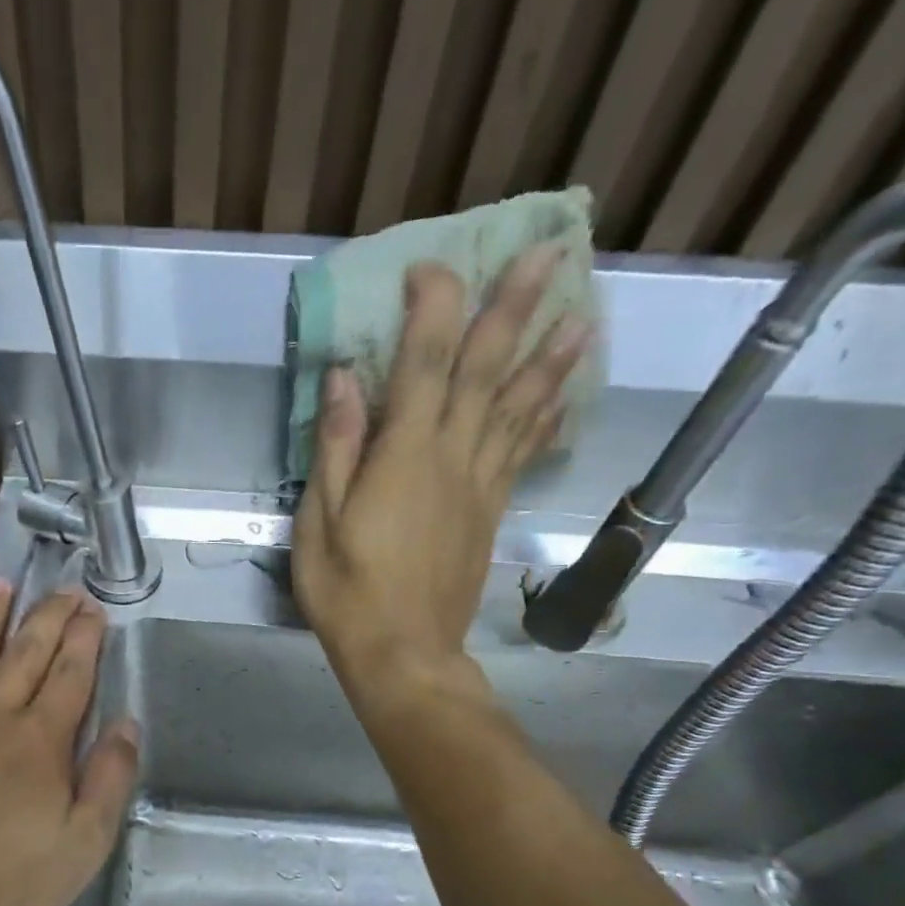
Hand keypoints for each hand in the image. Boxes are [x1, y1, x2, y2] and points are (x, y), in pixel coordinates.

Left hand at [0, 581, 140, 905]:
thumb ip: (109, 780)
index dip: (85, 638)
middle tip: (63, 588)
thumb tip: (127, 724)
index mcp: (40, 741)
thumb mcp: (82, 846)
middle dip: (48, 616)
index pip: (70, 675)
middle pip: (25, 653)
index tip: (93, 607)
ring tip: (0, 583)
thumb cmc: (4, 885)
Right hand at [292, 248, 590, 704]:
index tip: (431, 268)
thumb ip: (335, 448)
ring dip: (551, 359)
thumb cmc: (347, 592)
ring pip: (520, 409)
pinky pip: (522, 454)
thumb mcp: (319, 523)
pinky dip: (543, 420)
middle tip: (551, 253)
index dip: (433, 308)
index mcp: (404, 456)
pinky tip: (560, 399)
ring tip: (585, 315)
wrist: (403, 652)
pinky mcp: (490, 512)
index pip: (426, 364)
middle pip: (487, 372)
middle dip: (516, 309)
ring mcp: (478, 485)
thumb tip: (345, 378)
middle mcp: (452, 458)